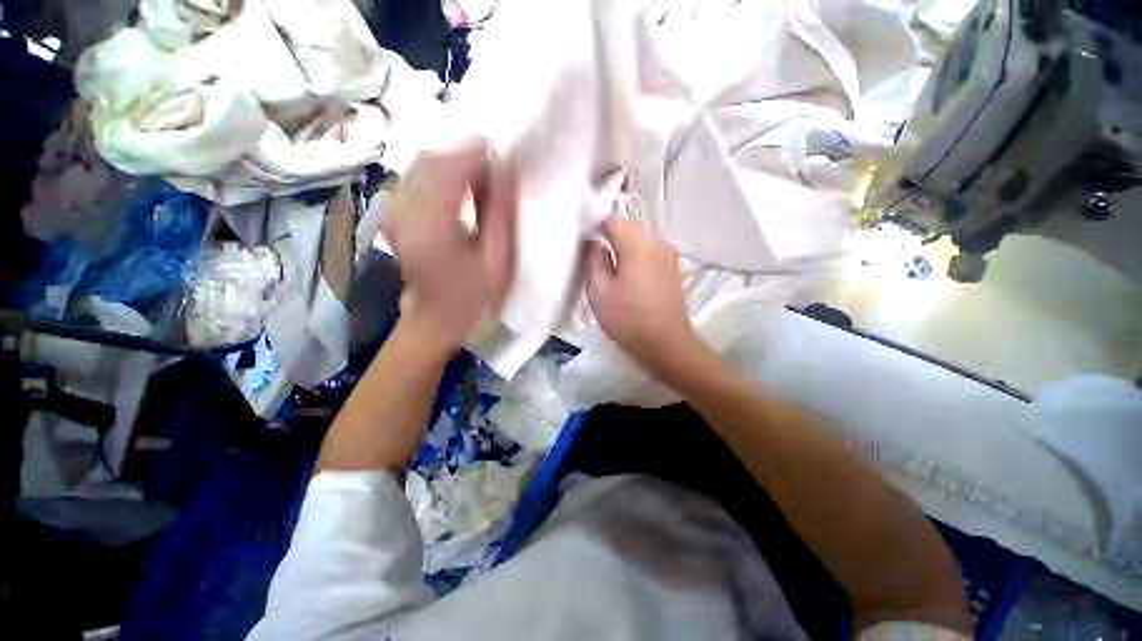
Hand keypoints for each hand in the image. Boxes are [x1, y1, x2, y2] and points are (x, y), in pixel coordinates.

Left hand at [381, 142, 515, 352]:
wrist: (436, 320)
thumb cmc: (474, 297)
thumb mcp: (499, 260)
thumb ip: (502, 211)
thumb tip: (506, 167)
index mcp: (431, 230)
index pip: (449, 169)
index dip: (477, 154)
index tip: (504, 155)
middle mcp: (402, 214)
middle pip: (430, 160)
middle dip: (466, 155)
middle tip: (496, 168)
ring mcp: (392, 213)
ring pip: (421, 165)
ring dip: (453, 163)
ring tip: (481, 179)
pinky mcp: (392, 214)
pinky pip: (414, 177)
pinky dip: (440, 174)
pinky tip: (459, 188)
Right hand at [585, 220, 705, 380]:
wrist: (666, 344)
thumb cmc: (629, 319)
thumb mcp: (600, 292)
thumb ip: (593, 261)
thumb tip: (593, 242)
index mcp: (638, 246)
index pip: (613, 221)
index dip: (596, 227)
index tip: (586, 243)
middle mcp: (658, 243)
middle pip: (629, 229)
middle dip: (611, 238)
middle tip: (597, 259)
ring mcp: (669, 255)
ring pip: (641, 241)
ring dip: (625, 248)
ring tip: (613, 269)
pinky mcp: (673, 268)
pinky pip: (651, 252)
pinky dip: (638, 257)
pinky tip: (631, 277)